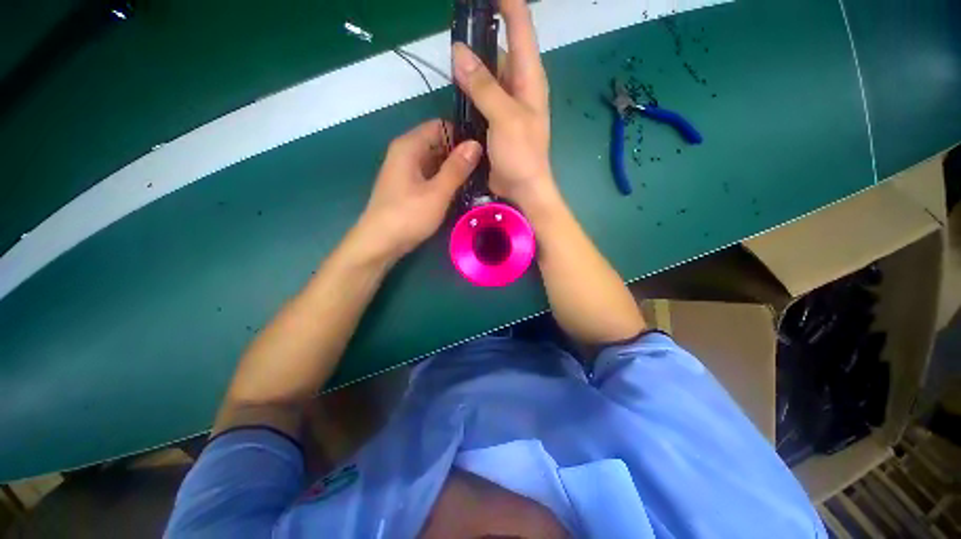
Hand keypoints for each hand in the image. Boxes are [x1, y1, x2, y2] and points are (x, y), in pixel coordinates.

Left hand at [351, 119, 481, 262]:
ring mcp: (406, 171)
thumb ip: (456, 168)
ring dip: (454, 168)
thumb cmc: (408, 216)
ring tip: (479, 177)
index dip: (462, 134)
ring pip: (435, 160)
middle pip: (438, 143)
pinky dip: (445, 179)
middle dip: (460, 153)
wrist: (380, 243)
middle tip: (486, 166)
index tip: (484, 148)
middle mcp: (406, 153)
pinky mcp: (408, 186)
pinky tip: (461, 189)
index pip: (440, 126)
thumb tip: (476, 144)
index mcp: (409, 147)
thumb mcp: (437, 192)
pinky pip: (430, 175)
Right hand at [452, 0, 554, 211]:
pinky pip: (479, 96)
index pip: (521, 27)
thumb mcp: (505, 118)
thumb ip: (484, 87)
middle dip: (480, 35)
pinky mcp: (493, 119)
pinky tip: (454, 84)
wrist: (522, 188)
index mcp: (529, 78)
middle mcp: (518, 85)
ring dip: (470, 64)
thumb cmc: (522, 155)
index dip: (507, 3)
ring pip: (486, 72)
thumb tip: (459, 53)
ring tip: (449, 54)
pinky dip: (467, 89)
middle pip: (500, 47)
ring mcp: (505, 103)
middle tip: (454, 26)